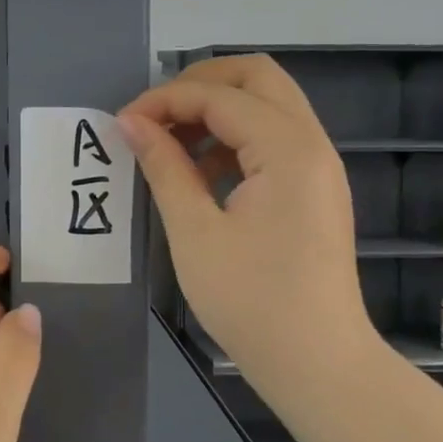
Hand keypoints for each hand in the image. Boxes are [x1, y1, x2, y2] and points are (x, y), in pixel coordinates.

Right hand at [119, 54, 370, 374]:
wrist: (320, 365)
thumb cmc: (252, 302)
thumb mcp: (195, 233)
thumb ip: (163, 167)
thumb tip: (130, 122)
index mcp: (287, 149)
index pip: (218, 96)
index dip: (164, 100)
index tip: (122, 125)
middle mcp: (311, 143)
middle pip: (256, 75)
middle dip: (199, 83)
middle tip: (154, 114)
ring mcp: (318, 164)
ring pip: (267, 102)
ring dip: (217, 108)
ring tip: (170, 142)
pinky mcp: (314, 187)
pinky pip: (273, 135)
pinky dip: (234, 135)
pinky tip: (200, 171)